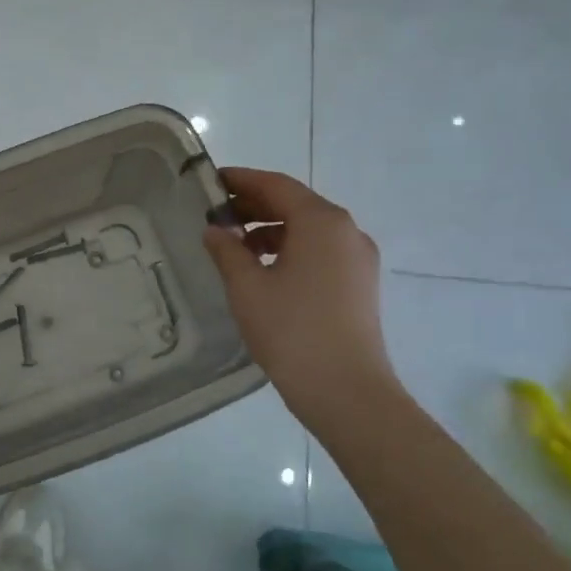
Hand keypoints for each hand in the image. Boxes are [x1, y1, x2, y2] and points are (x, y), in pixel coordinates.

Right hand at [201, 167, 401, 437]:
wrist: (345, 390)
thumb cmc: (291, 330)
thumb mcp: (247, 287)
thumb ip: (227, 250)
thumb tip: (215, 230)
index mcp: (321, 222)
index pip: (276, 185)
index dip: (241, 180)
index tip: (211, 181)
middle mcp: (346, 231)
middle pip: (295, 204)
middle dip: (255, 206)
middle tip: (216, 216)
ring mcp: (358, 259)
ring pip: (309, 230)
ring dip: (271, 230)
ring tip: (234, 248)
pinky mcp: (360, 284)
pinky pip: (320, 252)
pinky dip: (290, 250)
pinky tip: (264, 272)